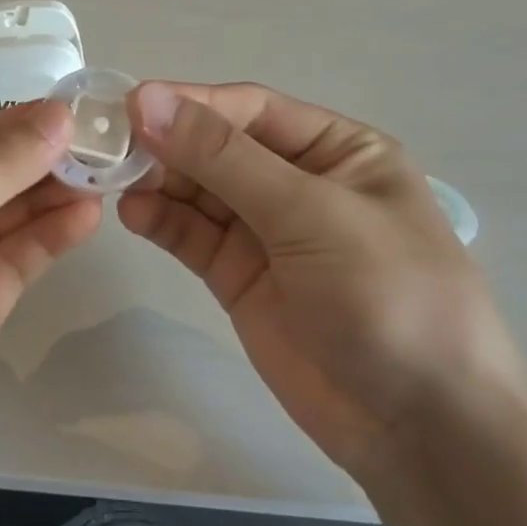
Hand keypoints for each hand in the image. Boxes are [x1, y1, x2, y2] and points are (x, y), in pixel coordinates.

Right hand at [118, 82, 526, 482]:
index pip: (249, 110)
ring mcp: (265, 233)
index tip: (129, 107)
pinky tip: (133, 215)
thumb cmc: (387, 297)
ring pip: (197, 192)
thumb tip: (148, 99)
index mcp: (337, 151)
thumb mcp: (310, 213)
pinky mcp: (237, 276)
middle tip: (109, 149)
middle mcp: (297, 183)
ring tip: (114, 183)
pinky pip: (192, 236)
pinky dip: (161, 222)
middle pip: (216, 149)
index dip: (190, 104)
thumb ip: (224, 158)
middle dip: (167, 145)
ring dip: (157, 183)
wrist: (417, 426)